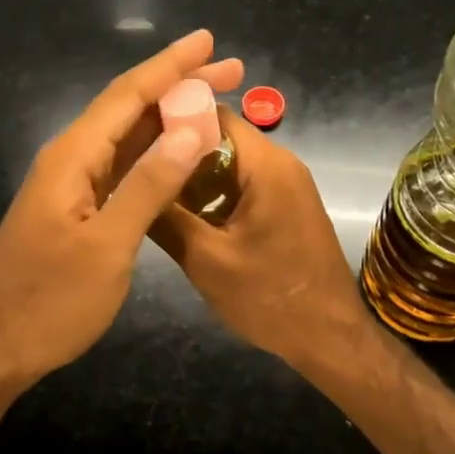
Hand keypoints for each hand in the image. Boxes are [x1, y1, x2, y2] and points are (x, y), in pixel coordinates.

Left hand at [0, 30, 245, 397]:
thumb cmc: (49, 301)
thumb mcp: (107, 247)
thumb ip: (148, 186)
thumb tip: (188, 130)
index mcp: (72, 157)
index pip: (127, 95)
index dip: (170, 66)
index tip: (210, 42)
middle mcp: (69, 159)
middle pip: (128, 109)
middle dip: (178, 86)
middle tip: (231, 70)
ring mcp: (70, 185)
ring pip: (125, 138)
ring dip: (168, 119)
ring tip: (215, 103)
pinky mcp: (74, 209)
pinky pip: (120, 168)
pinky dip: (154, 156)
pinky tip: (179, 155)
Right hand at [150, 110, 374, 373]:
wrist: (330, 339)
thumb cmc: (269, 298)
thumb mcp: (206, 260)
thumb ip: (165, 217)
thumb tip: (124, 185)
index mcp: (266, 165)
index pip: (213, 114)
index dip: (170, 120)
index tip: (132, 138)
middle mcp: (280, 163)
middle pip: (220, 137)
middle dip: (177, 152)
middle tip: (134, 171)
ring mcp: (286, 185)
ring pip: (229, 163)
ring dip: (193, 177)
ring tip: (151, 193)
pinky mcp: (286, 206)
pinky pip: (243, 185)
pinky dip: (214, 194)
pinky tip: (184, 216)